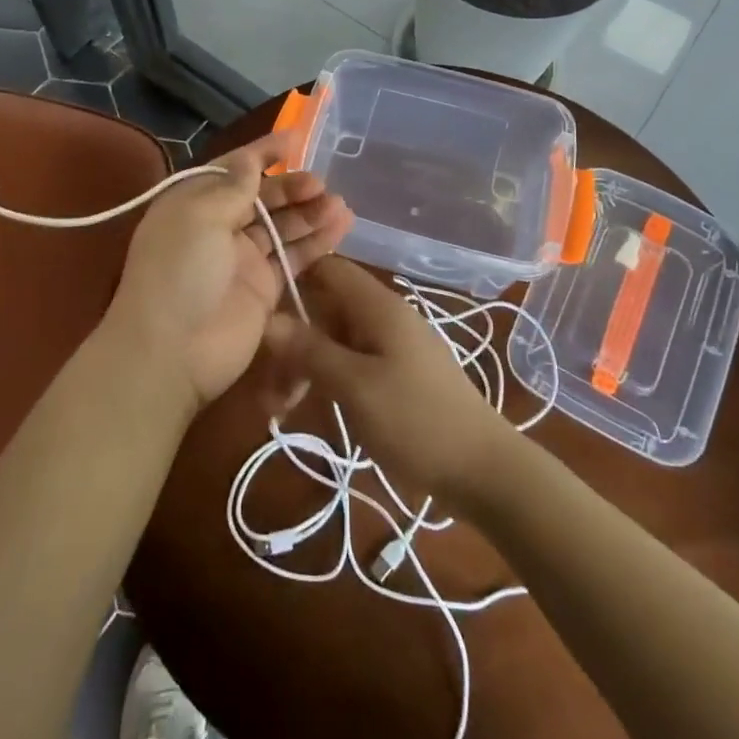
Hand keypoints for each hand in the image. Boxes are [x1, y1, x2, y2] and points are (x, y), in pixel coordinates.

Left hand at [103, 132, 352, 414]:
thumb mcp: (200, 216)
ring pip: (282, 226)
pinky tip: (341, 227)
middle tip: (321, 184)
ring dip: (309, 213)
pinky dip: (317, 242)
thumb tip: (250, 159)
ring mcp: (242, 259)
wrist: (171, 352)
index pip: (233, 168)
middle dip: (291, 186)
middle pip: (262, 197)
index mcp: (194, 203)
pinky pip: (294, 258)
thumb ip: (233, 187)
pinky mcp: (264, 289)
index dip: (263, 152)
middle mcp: (218, 227)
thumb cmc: (180, 271)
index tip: (296, 138)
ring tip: (339, 204)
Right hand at [263, 258, 516, 504]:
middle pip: (325, 308)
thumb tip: (267, 319)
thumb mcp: (355, 386)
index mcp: (377, 306)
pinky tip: (302, 410)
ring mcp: (391, 345)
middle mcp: (383, 316)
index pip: (327, 268)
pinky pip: (350, 363)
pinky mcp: (395, 373)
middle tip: (264, 385)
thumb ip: (310, 350)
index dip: (291, 278)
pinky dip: (324, 380)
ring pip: (333, 340)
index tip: (255, 308)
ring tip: (277, 410)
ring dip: (303, 366)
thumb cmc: (416, 421)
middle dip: (290, 339)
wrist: (483, 470)